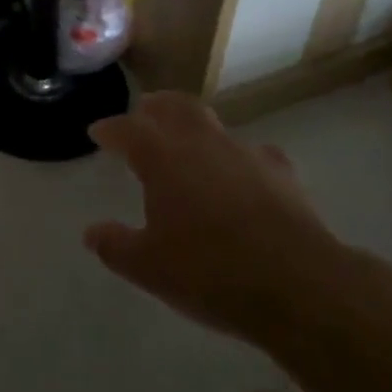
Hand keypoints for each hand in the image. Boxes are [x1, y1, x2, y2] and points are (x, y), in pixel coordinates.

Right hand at [85, 92, 341, 343]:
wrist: (299, 285)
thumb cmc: (211, 273)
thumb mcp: (149, 268)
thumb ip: (116, 246)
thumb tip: (91, 233)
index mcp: (162, 158)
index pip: (127, 129)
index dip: (110, 129)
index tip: (97, 132)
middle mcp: (201, 143)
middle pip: (174, 107)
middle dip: (156, 107)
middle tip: (144, 112)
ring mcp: (245, 154)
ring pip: (213, 125)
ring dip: (195, 128)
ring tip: (188, 143)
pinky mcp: (281, 173)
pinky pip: (253, 154)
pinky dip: (239, 159)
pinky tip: (242, 175)